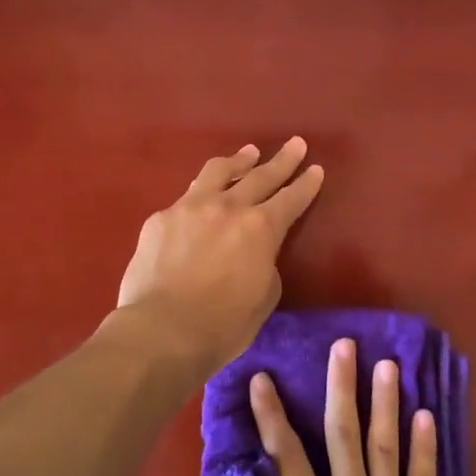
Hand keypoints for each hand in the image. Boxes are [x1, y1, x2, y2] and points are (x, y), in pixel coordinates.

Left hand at [115, 138, 323, 375]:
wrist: (161, 331)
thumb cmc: (222, 326)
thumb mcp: (264, 297)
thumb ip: (265, 264)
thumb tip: (255, 253)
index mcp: (260, 229)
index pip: (290, 200)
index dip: (305, 185)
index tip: (315, 168)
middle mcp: (227, 208)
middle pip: (259, 176)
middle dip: (281, 161)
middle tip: (294, 144)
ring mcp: (189, 208)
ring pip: (217, 172)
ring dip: (238, 161)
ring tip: (248, 152)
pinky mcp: (160, 219)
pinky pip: (185, 199)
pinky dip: (200, 195)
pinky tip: (199, 201)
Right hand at [244, 338, 448, 475]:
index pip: (284, 452)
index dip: (270, 413)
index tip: (263, 378)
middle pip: (343, 430)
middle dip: (341, 384)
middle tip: (345, 345)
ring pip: (385, 444)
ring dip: (385, 401)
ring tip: (388, 364)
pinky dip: (424, 446)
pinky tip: (425, 415)